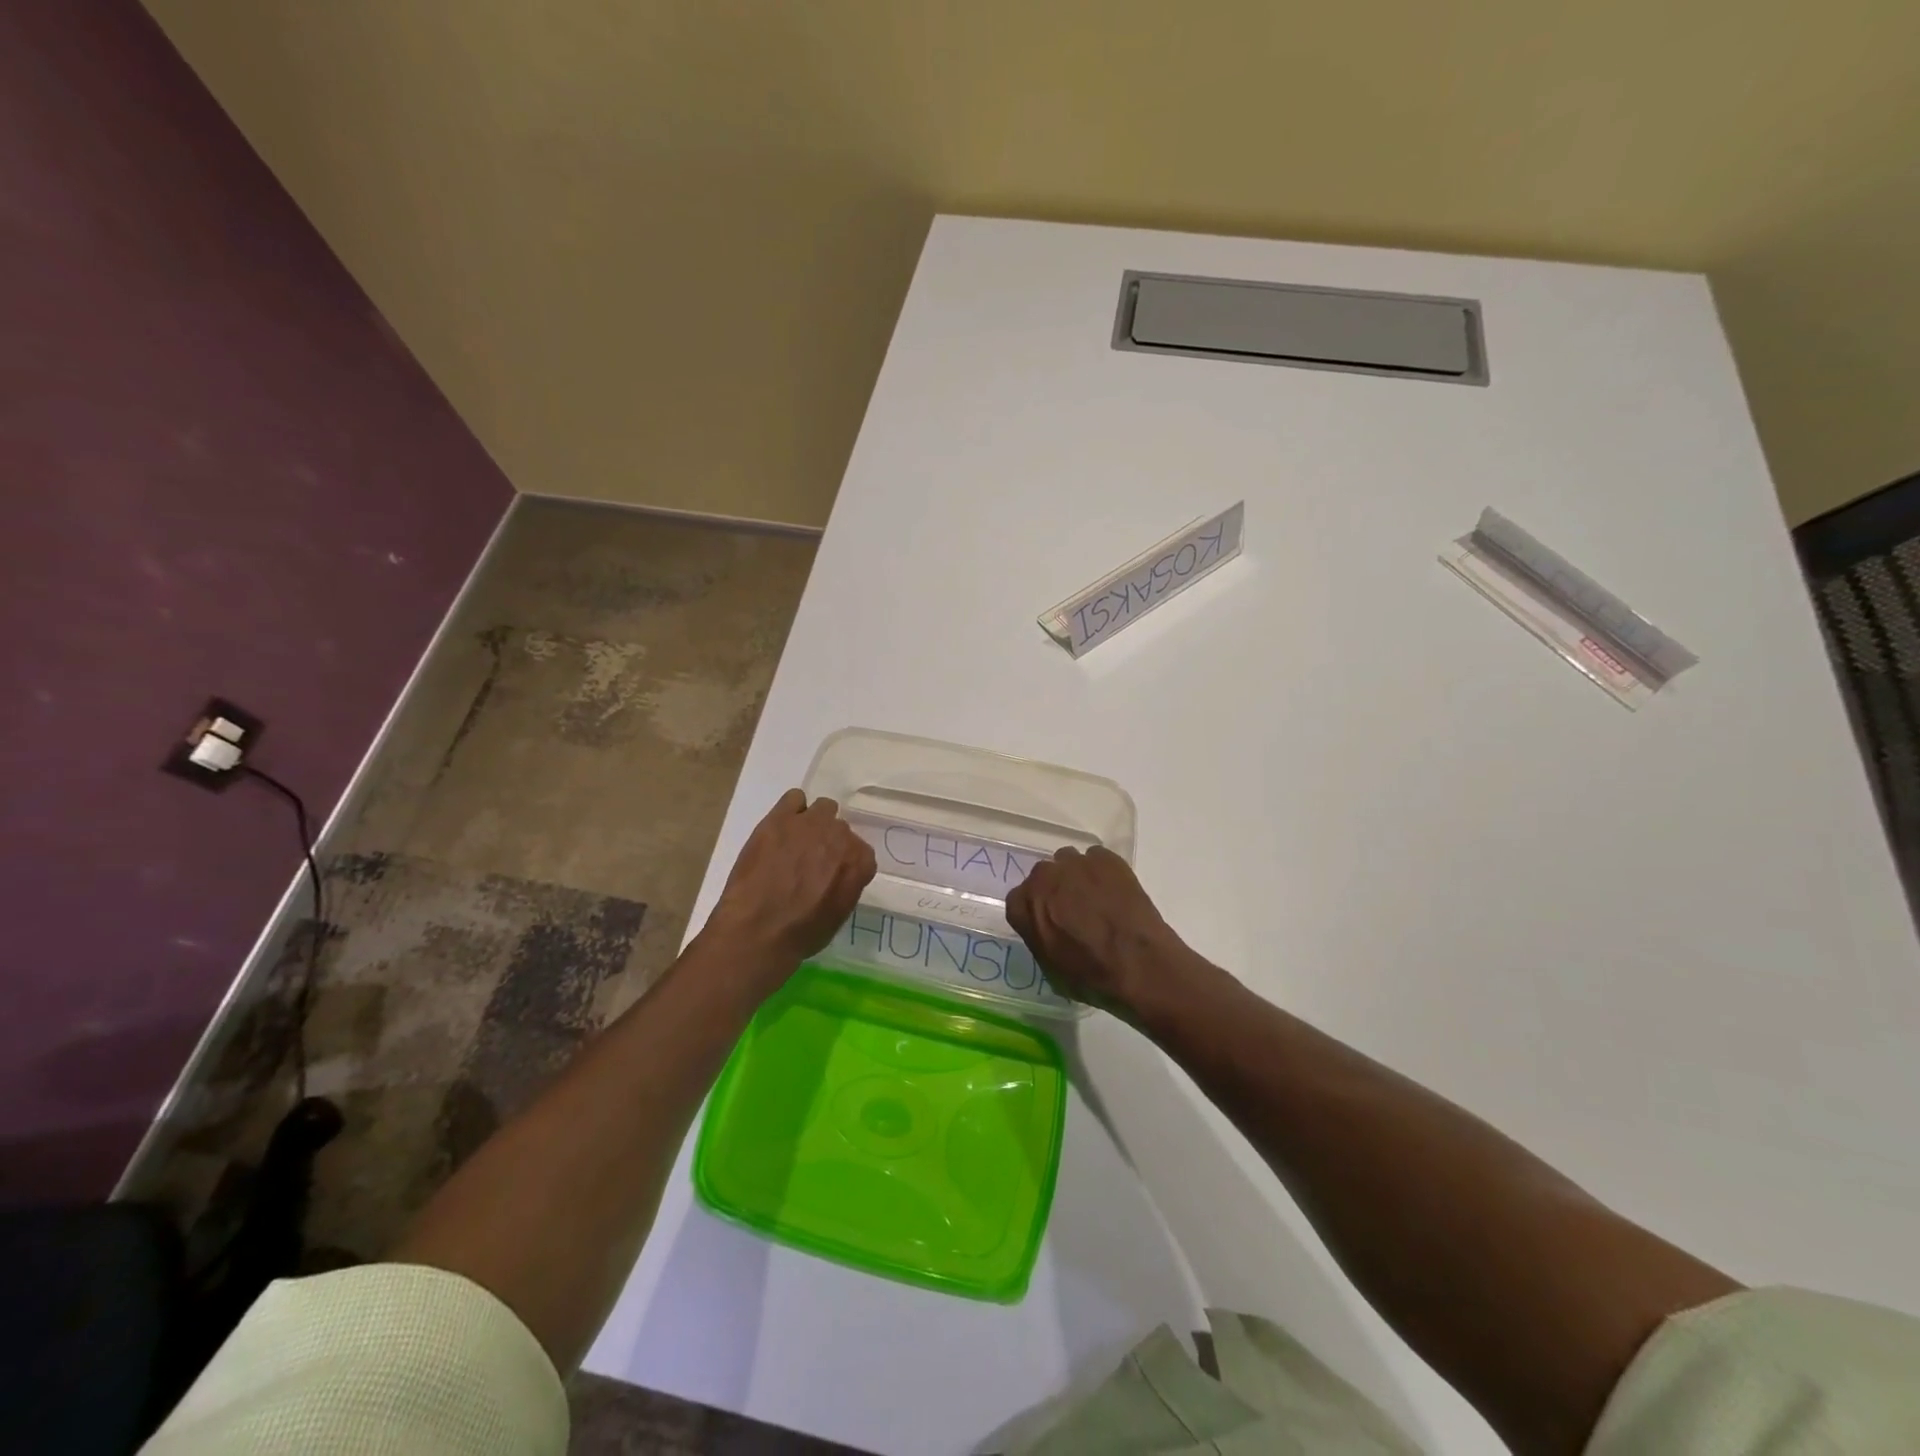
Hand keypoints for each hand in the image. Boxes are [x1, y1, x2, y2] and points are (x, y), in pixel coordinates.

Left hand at [705, 789, 876, 972]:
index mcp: (860, 862)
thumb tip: (838, 876)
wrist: (758, 930)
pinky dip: (791, 810)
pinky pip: (794, 798)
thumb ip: (846, 886)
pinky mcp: (780, 818)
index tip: (831, 876)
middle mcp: (840, 836)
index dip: (844, 864)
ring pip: (823, 808)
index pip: (861, 853)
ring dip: (814, 823)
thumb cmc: (800, 934)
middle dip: (828, 843)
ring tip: (795, 843)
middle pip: (840, 829)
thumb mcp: (838, 917)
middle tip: (810, 862)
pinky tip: (780, 829)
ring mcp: (810, 823)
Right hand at [1006, 846, 1202, 1019]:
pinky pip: (1096, 859)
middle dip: (1054, 890)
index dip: (1035, 911)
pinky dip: (1102, 871)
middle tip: (1073, 910)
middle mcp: (1044, 877)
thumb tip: (1046, 926)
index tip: (1048, 922)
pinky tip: (1115, 891)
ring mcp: (1075, 863)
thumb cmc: (1091, 975)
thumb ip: (1039, 936)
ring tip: (1096, 897)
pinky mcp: (1105, 858)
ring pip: (1068, 862)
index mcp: (1025, 905)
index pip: (1018, 900)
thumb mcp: (1050, 966)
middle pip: (1043, 876)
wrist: (1138, 963)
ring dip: (1076, 876)